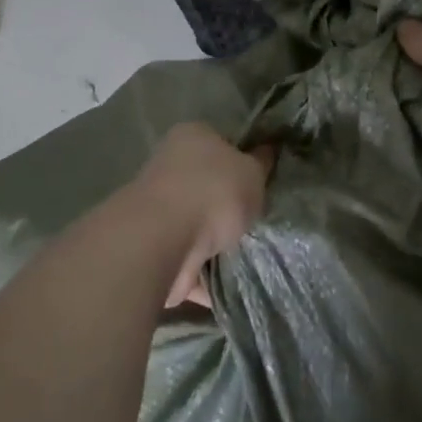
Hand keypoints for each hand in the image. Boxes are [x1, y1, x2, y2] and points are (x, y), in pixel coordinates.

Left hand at [131, 123, 274, 308]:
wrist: (164, 240)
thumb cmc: (214, 192)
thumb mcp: (252, 171)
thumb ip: (261, 163)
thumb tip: (266, 152)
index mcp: (191, 137)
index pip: (222, 142)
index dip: (244, 160)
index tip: (263, 182)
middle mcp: (169, 167)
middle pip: (208, 186)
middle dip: (231, 207)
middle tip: (259, 219)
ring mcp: (159, 210)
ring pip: (198, 226)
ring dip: (218, 242)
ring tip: (251, 254)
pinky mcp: (154, 248)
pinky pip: (189, 261)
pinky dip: (206, 274)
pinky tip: (231, 283)